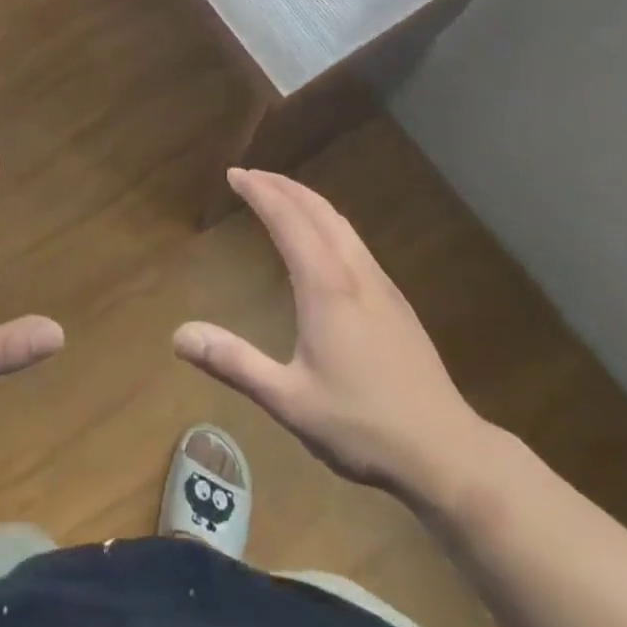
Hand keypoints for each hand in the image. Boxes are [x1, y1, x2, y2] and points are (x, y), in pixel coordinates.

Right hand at [174, 169, 494, 510]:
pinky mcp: (396, 301)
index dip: (260, 192)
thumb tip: (179, 335)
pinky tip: (322, 241)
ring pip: (340, 222)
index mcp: (325, 286)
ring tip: (281, 196)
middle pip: (316, 209)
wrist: (448, 453)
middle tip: (251, 175)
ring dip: (306, 199)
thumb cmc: (363, 426)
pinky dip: (326, 220)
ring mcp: (380, 284)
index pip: (287, 219)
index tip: (234, 174)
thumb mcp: (289, 401)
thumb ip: (235, 363)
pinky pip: (353, 240)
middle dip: (282, 185)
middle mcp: (353, 272)